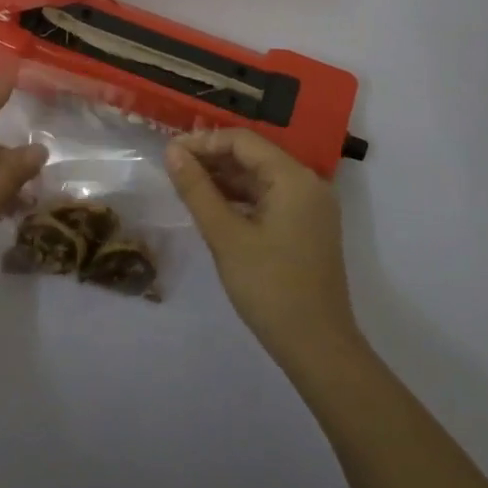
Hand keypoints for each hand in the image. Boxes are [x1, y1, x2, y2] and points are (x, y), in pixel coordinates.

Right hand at [166, 128, 360, 364]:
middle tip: (173, 169)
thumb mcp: (225, 236)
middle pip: (253, 155)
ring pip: (259, 177)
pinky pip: (269, 198)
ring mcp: (310, 206)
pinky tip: (212, 206)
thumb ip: (197, 189)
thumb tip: (172, 151)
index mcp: (293, 178)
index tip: (170, 153)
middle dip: (212, 158)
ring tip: (186, 185)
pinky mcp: (306, 226)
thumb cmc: (270, 287)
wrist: (317, 347)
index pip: (243, 140)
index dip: (204, 141)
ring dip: (224, 178)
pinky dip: (240, 198)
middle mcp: (307, 183)